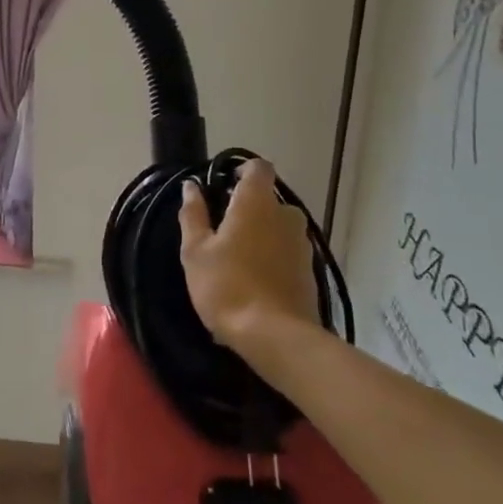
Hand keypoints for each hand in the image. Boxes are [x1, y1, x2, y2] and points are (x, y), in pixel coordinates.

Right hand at [177, 159, 322, 384]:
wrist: (275, 336)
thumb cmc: (227, 285)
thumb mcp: (196, 250)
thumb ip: (193, 214)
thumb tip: (192, 186)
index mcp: (257, 202)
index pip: (258, 167)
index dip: (241, 171)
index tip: (221, 188)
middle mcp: (286, 215)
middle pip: (268, 199)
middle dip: (247, 209)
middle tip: (221, 232)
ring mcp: (302, 243)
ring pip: (278, 227)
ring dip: (261, 235)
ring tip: (237, 260)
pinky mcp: (310, 271)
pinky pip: (287, 252)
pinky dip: (272, 257)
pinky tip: (254, 281)